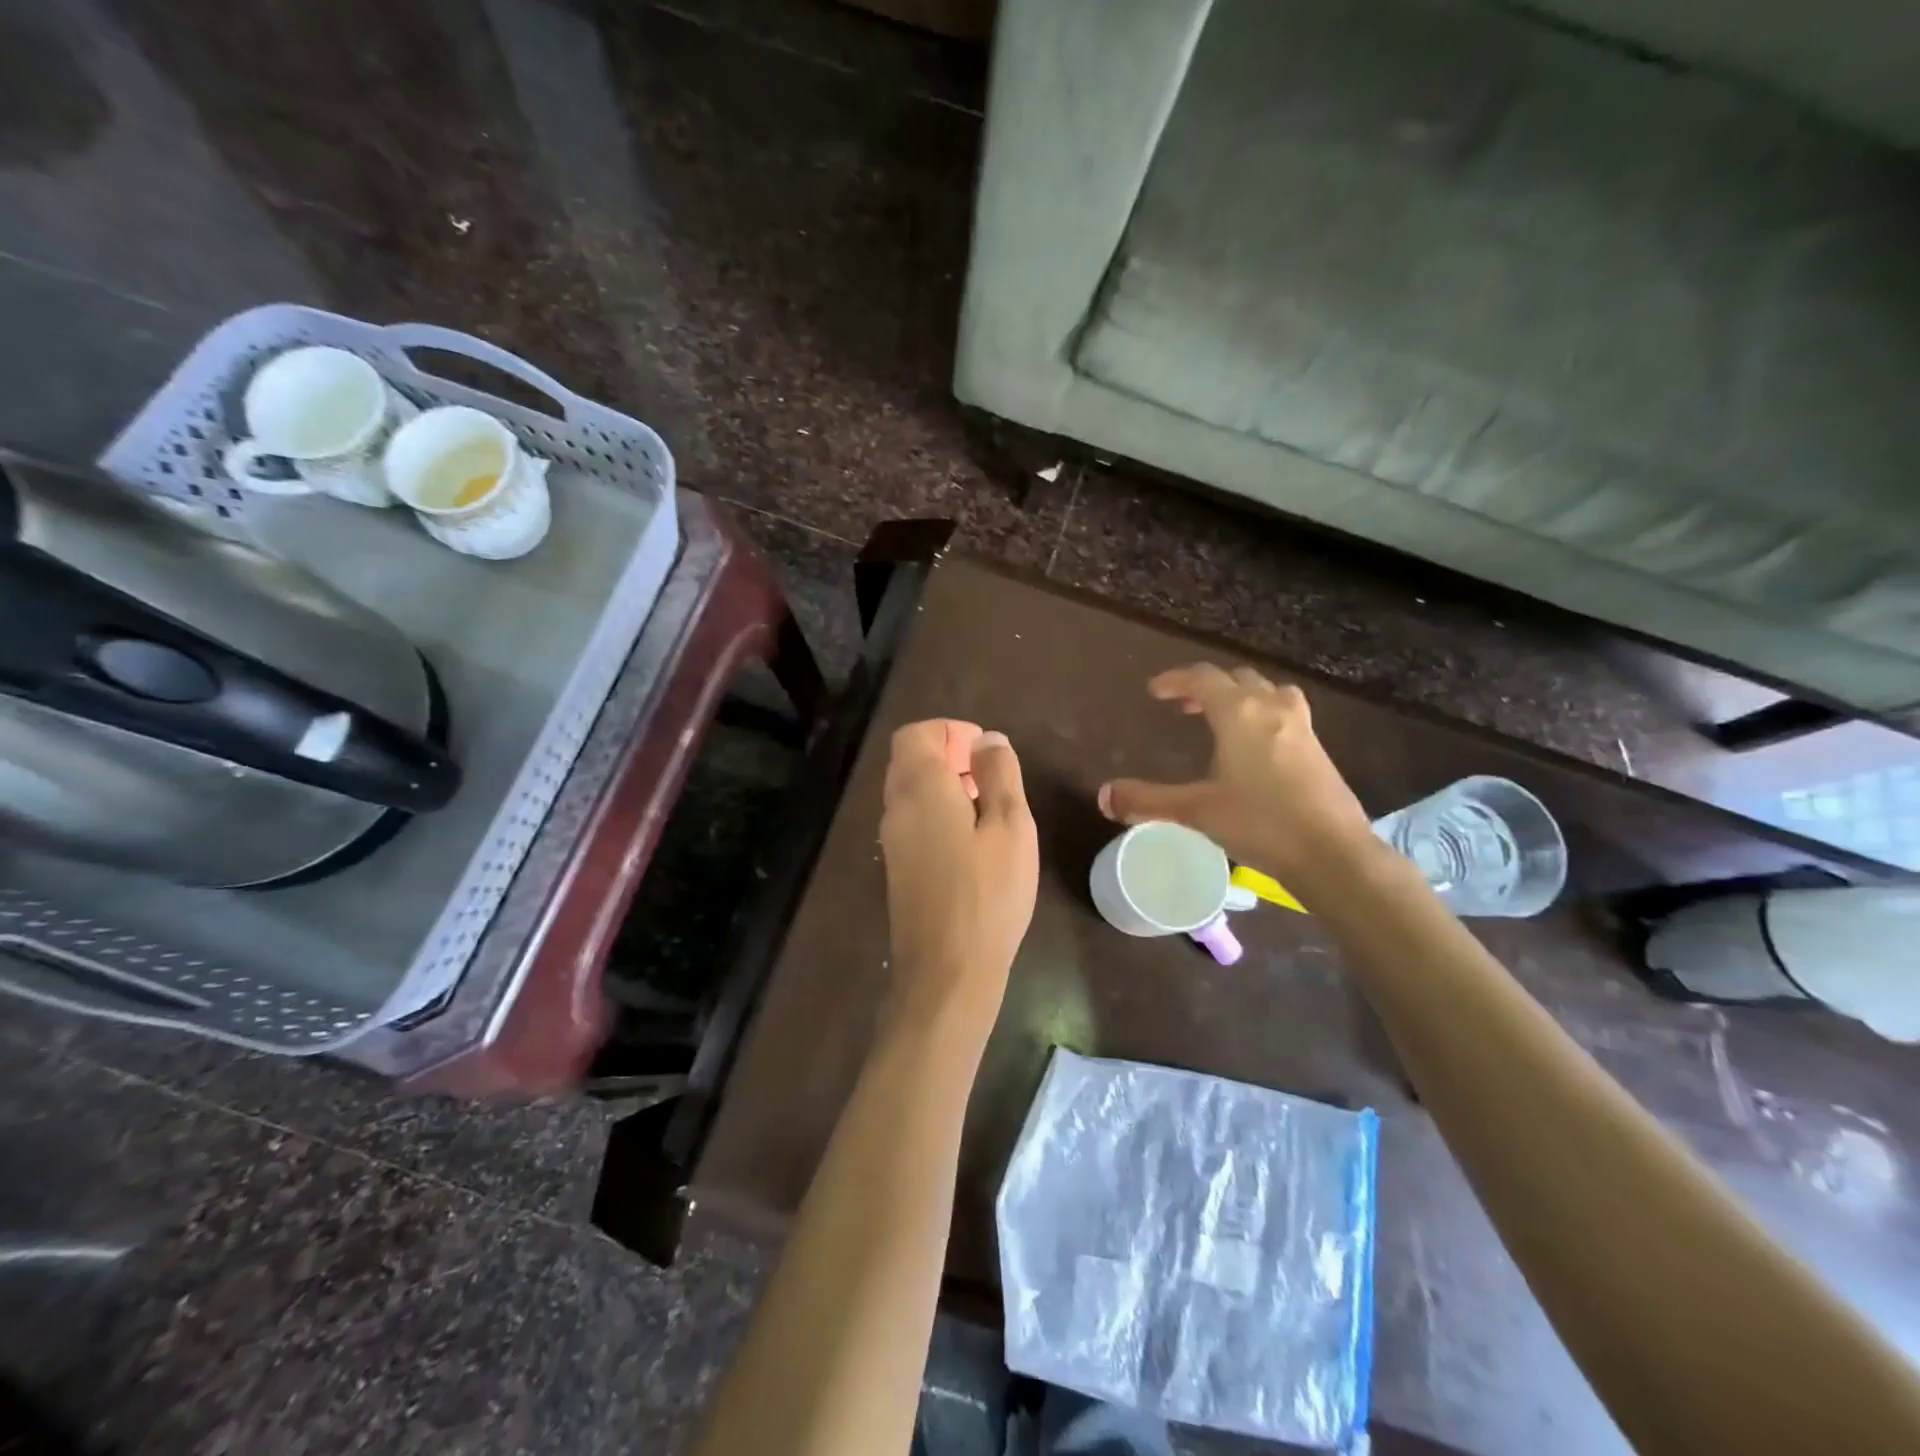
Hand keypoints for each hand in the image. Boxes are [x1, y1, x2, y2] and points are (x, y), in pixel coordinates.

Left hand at [879, 720, 1037, 1037]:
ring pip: (909, 790)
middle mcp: (896, 807)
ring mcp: (892, 840)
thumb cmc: (988, 894)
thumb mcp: (1010, 826)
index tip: (984, 751)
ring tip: (987, 806)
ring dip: (943, 784)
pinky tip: (971, 840)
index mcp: (920, 788)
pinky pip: (911, 819)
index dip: (949, 731)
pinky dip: (936, 810)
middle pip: (909, 759)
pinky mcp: (897, 867)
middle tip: (990, 775)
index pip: (915, 734)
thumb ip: (999, 774)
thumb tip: (988, 739)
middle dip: (948, 754)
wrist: (947, 970)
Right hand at [1098, 664, 1374, 886]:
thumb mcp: (1196, 811)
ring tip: (1225, 718)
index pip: (1204, 679)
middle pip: (1238, 679)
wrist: (1332, 853)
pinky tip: (1257, 749)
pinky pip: (1286, 713)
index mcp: (1240, 714)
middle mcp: (1272, 709)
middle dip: (1208, 687)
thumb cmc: (1260, 823)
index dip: (1176, 679)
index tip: (1155, 691)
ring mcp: (1301, 728)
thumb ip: (1148, 801)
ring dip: (1243, 696)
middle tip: (1185, 707)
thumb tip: (1103, 796)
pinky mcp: (1319, 750)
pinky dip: (1264, 715)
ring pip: (1269, 692)